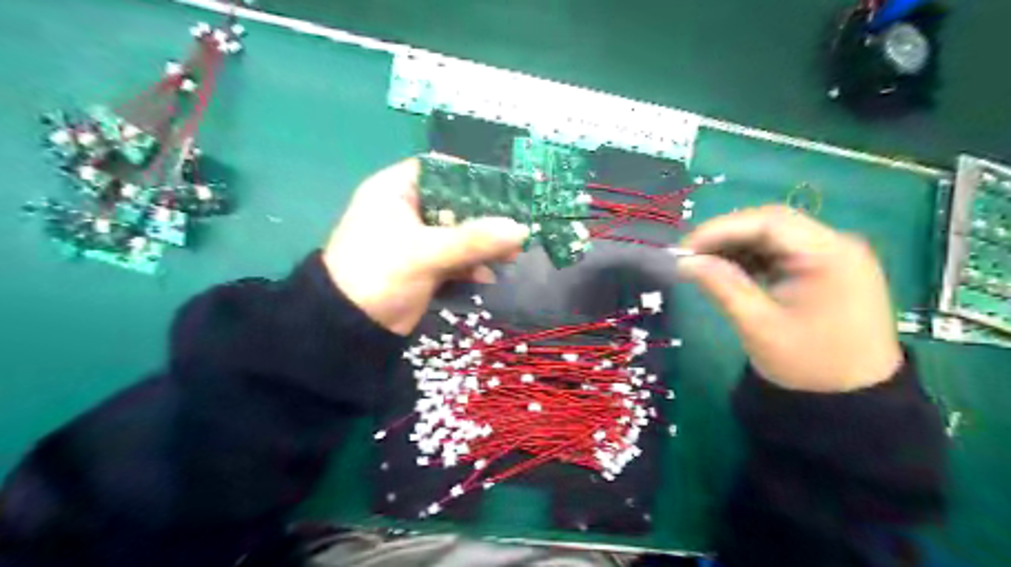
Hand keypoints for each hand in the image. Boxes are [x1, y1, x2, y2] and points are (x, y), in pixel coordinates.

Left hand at [324, 156, 528, 335]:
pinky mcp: (424, 265)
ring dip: (483, 244)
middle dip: (485, 217)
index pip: (439, 171)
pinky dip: (471, 265)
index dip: (471, 177)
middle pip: (455, 203)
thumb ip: (473, 240)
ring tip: (511, 255)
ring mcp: (416, 240)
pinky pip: (455, 257)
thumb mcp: (426, 253)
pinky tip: (487, 276)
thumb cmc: (379, 274)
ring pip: (458, 233)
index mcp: (396, 192)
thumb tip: (520, 229)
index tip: (504, 190)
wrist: (350, 328)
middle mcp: (407, 210)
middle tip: (515, 227)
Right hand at [678, 204, 898, 393]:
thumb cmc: (807, 364)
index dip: (720, 229)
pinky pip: (782, 253)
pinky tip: (729, 271)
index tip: (684, 248)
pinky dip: (752, 259)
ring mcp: (834, 256)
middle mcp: (837, 245)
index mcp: (829, 254)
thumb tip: (684, 261)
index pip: (767, 222)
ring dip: (737, 246)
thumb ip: (721, 285)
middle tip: (689, 255)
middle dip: (726, 236)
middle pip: (772, 224)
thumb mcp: (758, 325)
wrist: (854, 401)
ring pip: (775, 236)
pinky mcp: (826, 270)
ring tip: (703, 264)